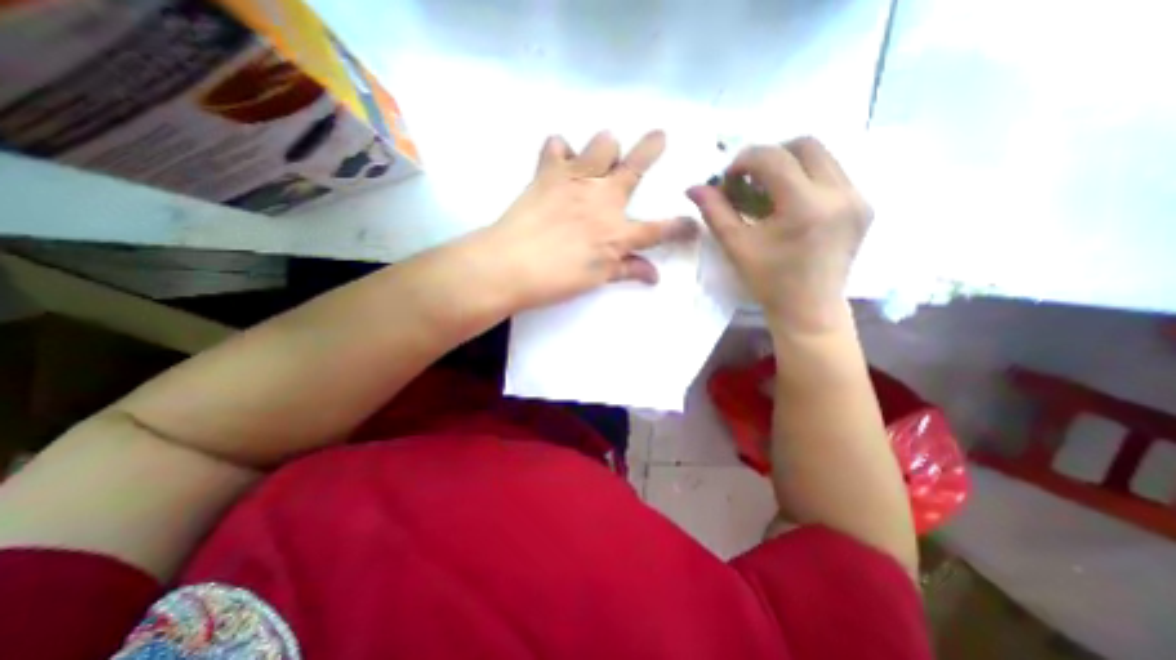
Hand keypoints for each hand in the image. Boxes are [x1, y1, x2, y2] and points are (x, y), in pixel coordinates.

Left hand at [479, 133, 696, 310]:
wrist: (510, 266)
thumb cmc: (555, 280)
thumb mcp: (596, 279)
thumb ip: (626, 271)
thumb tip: (654, 276)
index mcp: (617, 233)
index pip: (658, 230)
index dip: (680, 227)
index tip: (693, 223)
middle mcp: (603, 200)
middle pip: (635, 167)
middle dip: (652, 148)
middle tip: (659, 136)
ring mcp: (576, 181)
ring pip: (602, 143)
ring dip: (604, 147)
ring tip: (599, 157)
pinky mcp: (549, 173)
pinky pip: (556, 145)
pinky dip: (560, 150)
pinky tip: (559, 160)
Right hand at [690, 138, 870, 335]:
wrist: (809, 308)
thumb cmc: (768, 282)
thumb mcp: (736, 246)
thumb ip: (714, 212)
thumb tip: (693, 187)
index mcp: (805, 208)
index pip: (774, 159)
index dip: (745, 160)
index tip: (730, 179)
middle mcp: (839, 194)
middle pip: (805, 145)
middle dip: (771, 155)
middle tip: (751, 179)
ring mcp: (857, 198)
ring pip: (823, 156)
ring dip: (790, 164)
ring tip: (769, 190)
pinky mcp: (864, 205)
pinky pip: (834, 174)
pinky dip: (807, 177)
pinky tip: (791, 202)